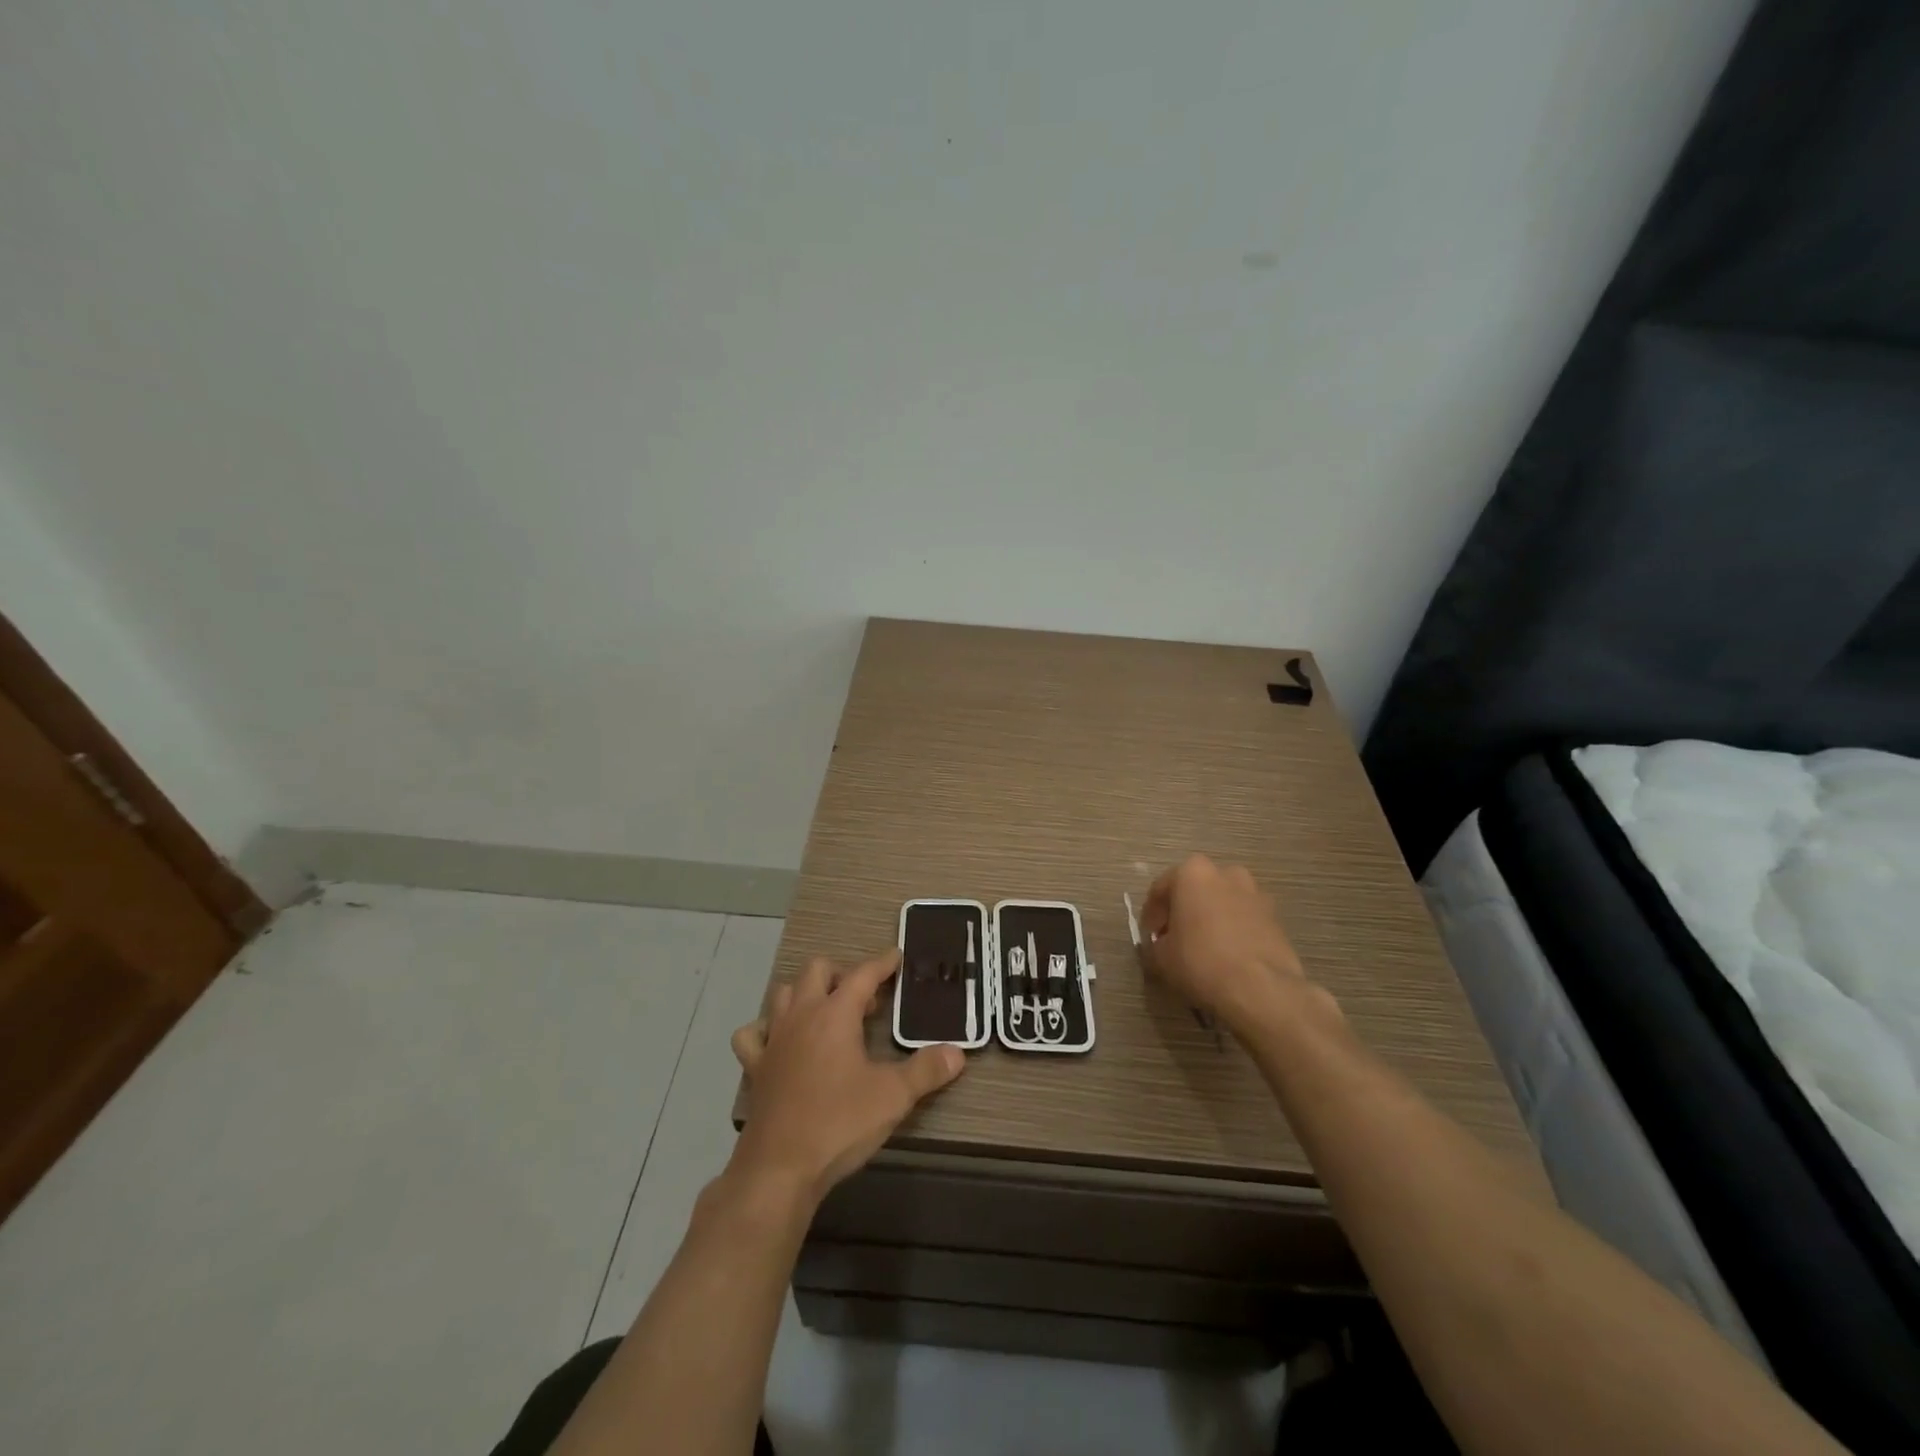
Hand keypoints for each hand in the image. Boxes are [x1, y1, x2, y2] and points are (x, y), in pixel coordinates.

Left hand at [730, 949, 964, 1206]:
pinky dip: (765, 1029)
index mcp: (835, 1015)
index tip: (896, 957)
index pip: (862, 974)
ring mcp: (773, 1040)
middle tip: (863, 1000)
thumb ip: (926, 1070)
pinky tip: (781, 1042)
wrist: (780, 1169)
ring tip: (827, 1014)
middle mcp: (801, 1016)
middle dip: (841, 974)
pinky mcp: (756, 1067)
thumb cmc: (839, 1123)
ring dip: (805, 994)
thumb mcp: (893, 1097)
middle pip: (816, 970)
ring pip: (784, 994)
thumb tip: (957, 1053)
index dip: (881, 964)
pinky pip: (752, 1034)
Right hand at [1139, 854, 1307, 1035]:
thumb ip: (1157, 943)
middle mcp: (1225, 873)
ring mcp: (1255, 892)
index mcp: (1192, 873)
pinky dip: (1234, 929)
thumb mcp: (1161, 957)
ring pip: (1223, 902)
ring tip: (1205, 947)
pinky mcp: (1276, 916)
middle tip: (1175, 938)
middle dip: (1184, 910)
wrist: (1261, 989)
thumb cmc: (1201, 962)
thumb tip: (1162, 944)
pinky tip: (1228, 955)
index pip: (1160, 890)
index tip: (1150, 936)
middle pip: (1195, 890)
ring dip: (1212, 917)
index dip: (1152, 915)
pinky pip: (1244, 918)